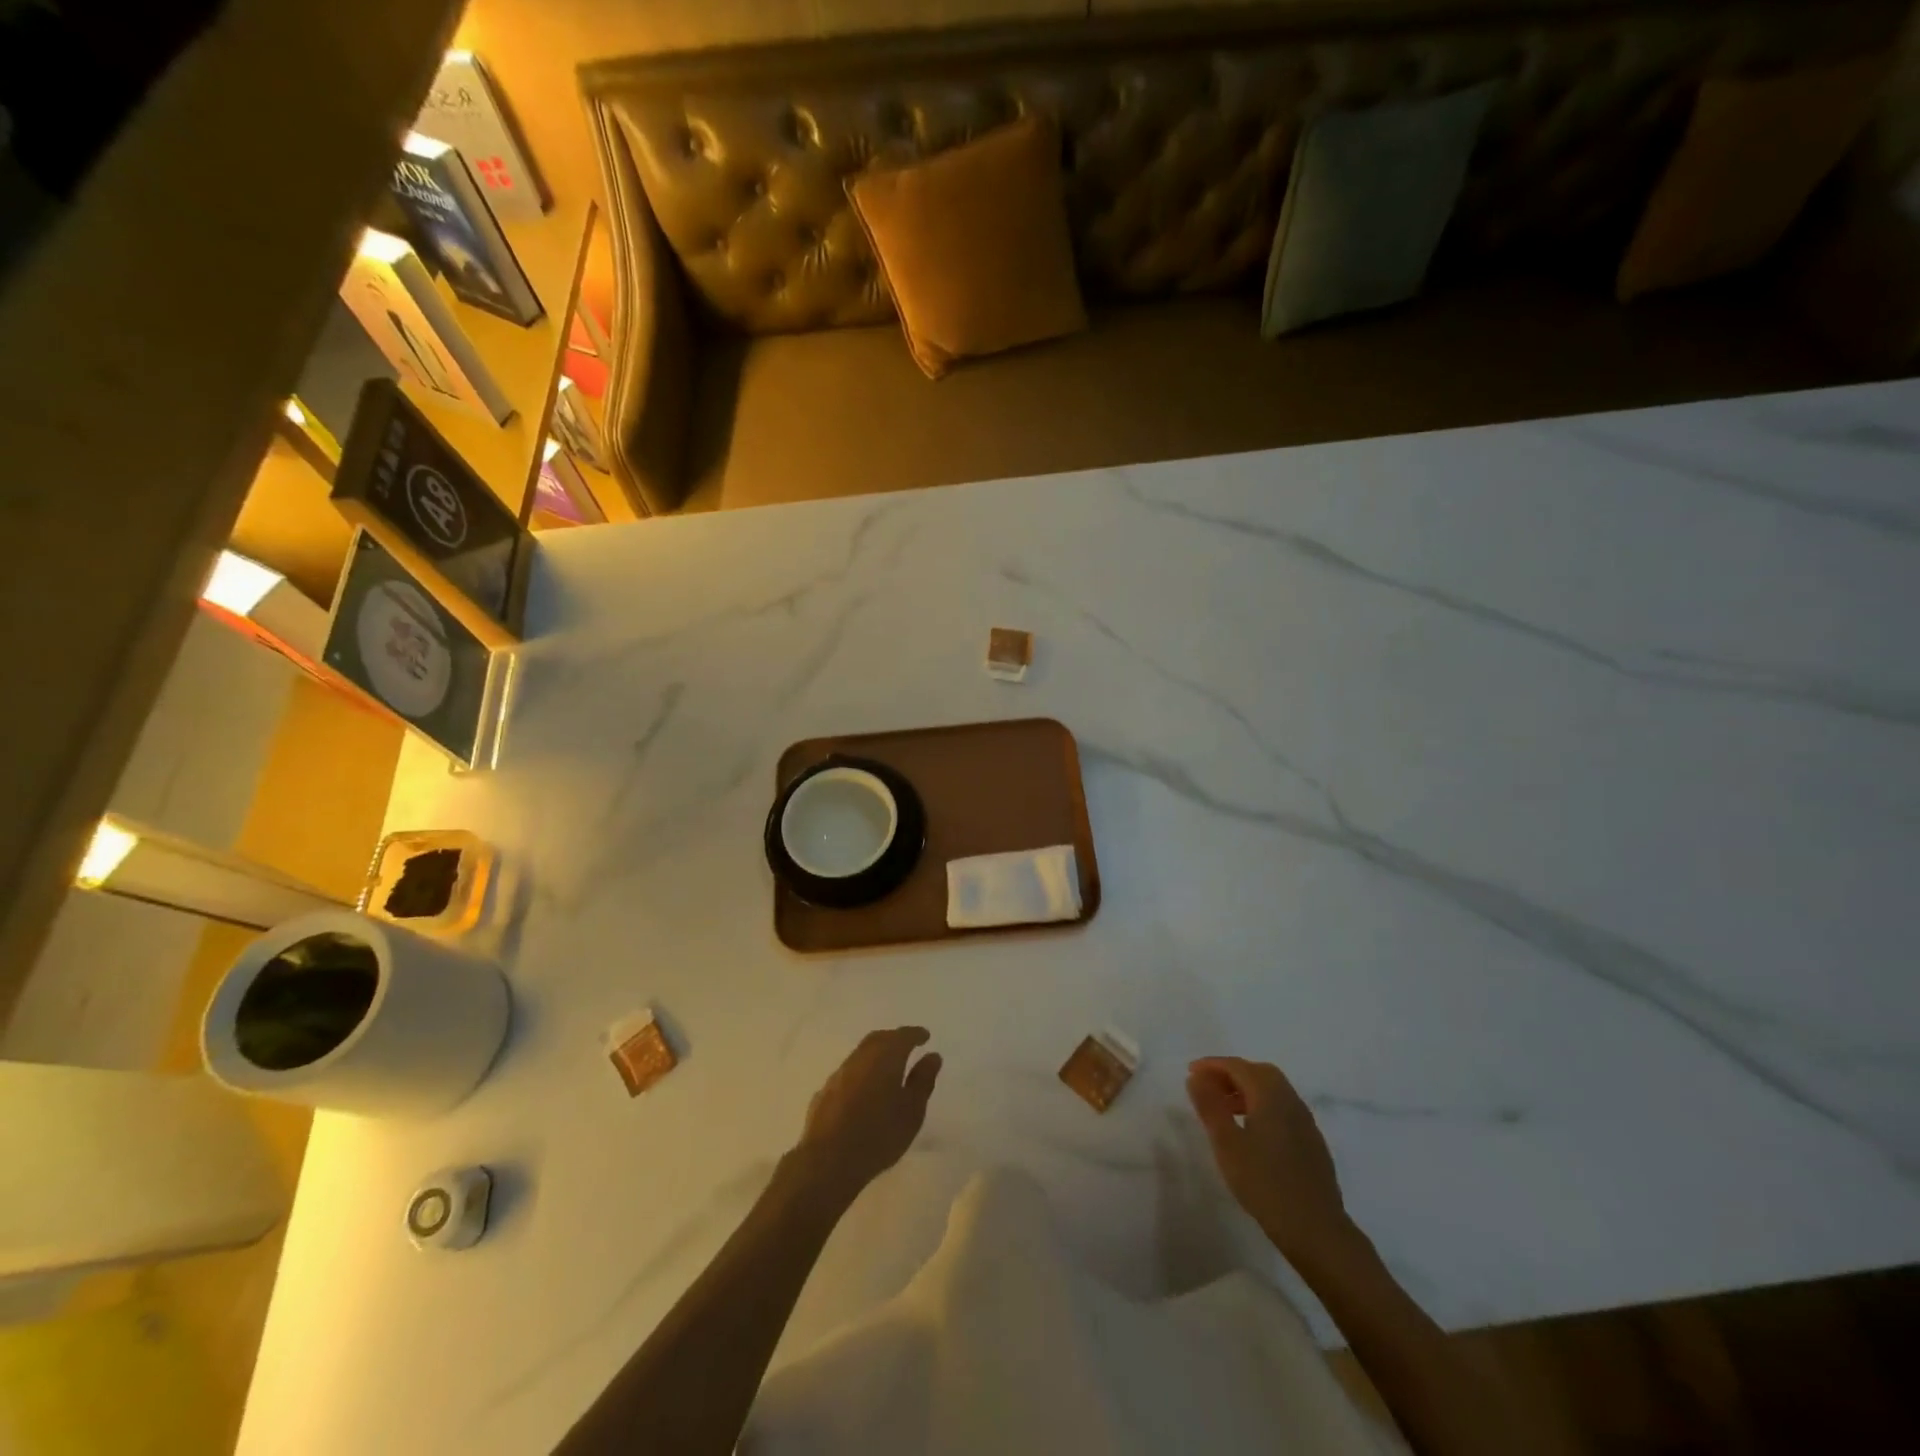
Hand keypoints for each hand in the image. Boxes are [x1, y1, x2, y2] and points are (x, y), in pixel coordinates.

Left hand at [792, 1027, 941, 1207]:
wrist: (828, 1160)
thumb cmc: (879, 1135)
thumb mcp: (912, 1111)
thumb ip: (923, 1080)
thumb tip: (932, 1056)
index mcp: (885, 1056)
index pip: (903, 1036)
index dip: (915, 1034)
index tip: (925, 1036)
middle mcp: (860, 1057)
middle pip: (879, 1039)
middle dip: (894, 1039)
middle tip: (907, 1046)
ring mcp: (839, 1073)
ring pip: (861, 1054)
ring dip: (876, 1055)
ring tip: (888, 1068)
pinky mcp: (824, 1091)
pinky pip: (848, 1073)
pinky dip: (861, 1073)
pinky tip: (865, 1090)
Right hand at [1188, 1056, 1355, 1267]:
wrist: (1316, 1230)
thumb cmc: (1265, 1184)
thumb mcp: (1226, 1144)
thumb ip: (1210, 1106)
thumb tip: (1196, 1078)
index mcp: (1271, 1095)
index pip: (1238, 1066)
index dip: (1212, 1065)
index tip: (1191, 1073)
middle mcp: (1291, 1101)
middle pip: (1259, 1073)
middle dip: (1231, 1074)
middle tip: (1208, 1088)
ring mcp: (1306, 1122)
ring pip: (1273, 1091)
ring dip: (1247, 1091)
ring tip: (1225, 1110)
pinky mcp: (1312, 1143)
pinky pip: (1283, 1109)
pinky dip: (1262, 1107)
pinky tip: (1252, 1133)